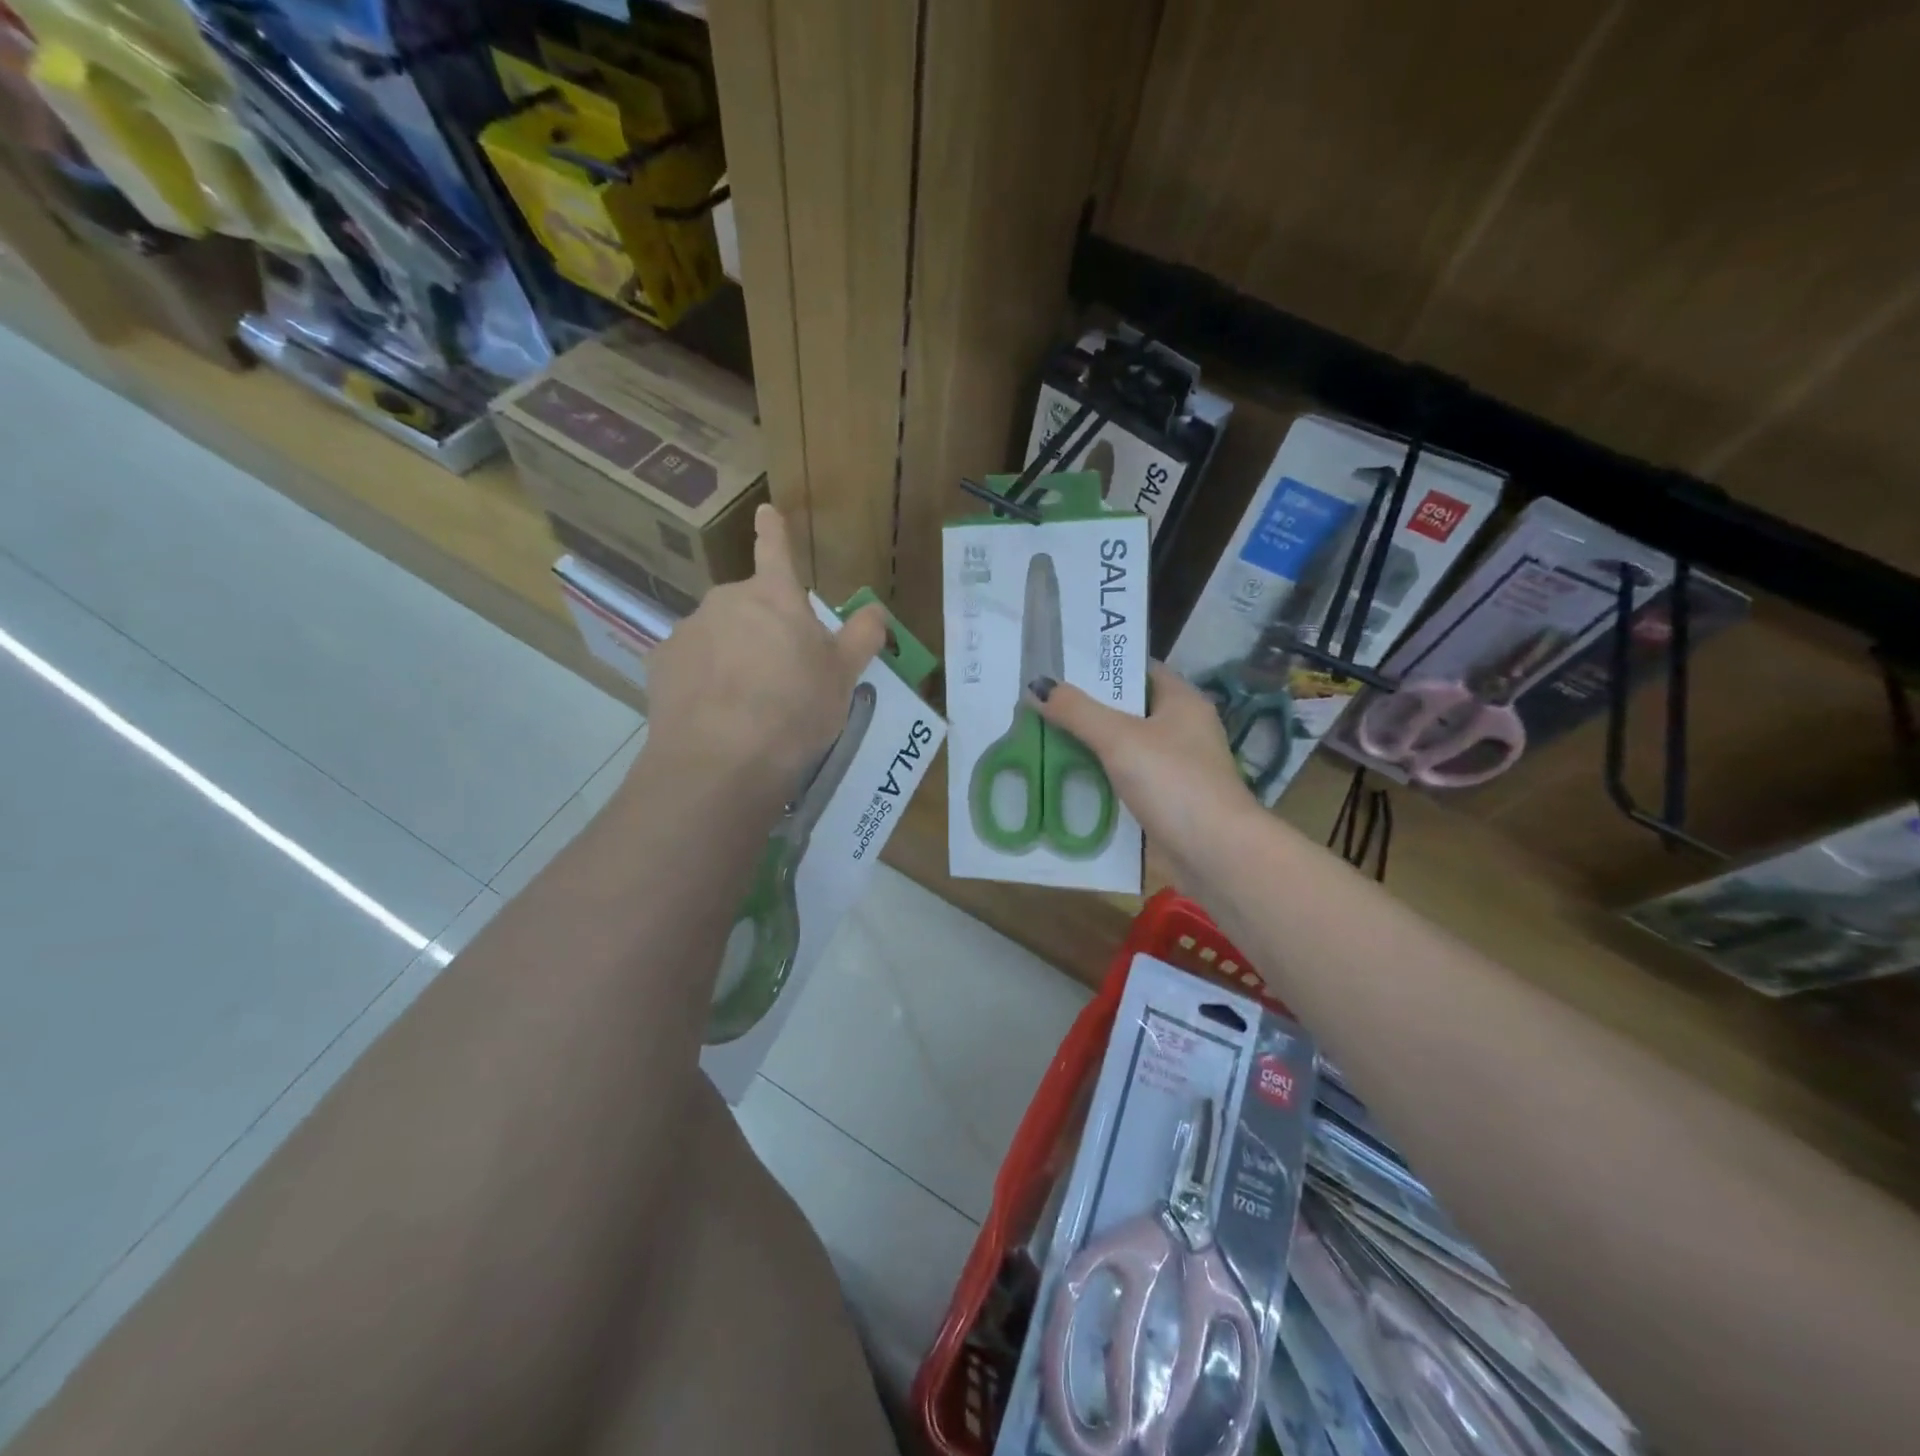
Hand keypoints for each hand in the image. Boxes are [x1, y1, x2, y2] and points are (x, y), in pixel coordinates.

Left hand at [641, 505, 886, 800]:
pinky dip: (704, 680)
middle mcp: (726, 601)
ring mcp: (688, 631)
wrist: (722, 759)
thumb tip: (877, 610)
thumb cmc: (794, 708)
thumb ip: (862, 637)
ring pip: (719, 636)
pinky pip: (691, 664)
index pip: (776, 551)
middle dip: (765, 629)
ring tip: (748, 704)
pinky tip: (715, 715)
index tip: (765, 511)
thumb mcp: (843, 677)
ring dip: (734, 655)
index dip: (774, 532)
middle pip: (750, 606)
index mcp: (774, 597)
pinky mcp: (660, 664)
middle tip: (783, 675)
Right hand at [1032, 663, 1259, 889]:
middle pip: (1129, 710)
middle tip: (1043, 706)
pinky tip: (1071, 781)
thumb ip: (1077, 711)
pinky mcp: (1169, 801)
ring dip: (1092, 747)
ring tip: (1046, 740)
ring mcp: (1178, 768)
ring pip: (1126, 748)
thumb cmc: (1173, 783)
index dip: (1103, 667)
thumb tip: (1037, 687)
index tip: (1061, 669)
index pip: (1139, 670)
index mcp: (1182, 701)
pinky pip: (1128, 780)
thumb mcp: (1119, 739)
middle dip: (1088, 709)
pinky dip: (1103, 779)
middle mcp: (1184, 729)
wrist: (1216, 854)